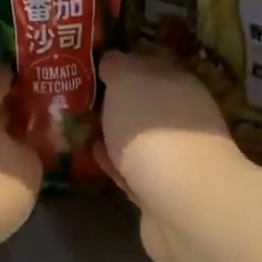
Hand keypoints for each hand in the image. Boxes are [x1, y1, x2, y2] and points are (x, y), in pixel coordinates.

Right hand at [98, 51, 243, 221]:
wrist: (181, 200)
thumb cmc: (152, 128)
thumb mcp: (127, 80)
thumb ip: (117, 66)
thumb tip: (111, 61)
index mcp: (179, 83)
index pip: (148, 65)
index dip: (121, 65)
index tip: (91, 67)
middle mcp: (182, 116)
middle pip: (144, 102)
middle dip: (117, 101)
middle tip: (79, 98)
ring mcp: (174, 156)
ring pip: (137, 137)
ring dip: (113, 132)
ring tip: (81, 126)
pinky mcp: (160, 191)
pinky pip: (130, 168)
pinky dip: (113, 161)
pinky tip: (93, 155)